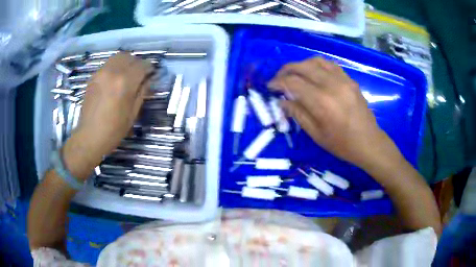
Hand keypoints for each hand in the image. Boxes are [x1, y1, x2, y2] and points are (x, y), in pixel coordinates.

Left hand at [62, 53, 152, 178]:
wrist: (89, 136)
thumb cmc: (113, 130)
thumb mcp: (133, 113)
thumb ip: (142, 92)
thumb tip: (148, 79)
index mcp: (125, 83)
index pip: (142, 65)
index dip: (149, 68)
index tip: (151, 74)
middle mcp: (113, 72)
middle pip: (130, 57)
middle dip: (138, 63)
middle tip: (140, 74)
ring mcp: (101, 73)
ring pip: (118, 57)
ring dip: (126, 62)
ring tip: (127, 74)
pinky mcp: (94, 76)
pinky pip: (108, 64)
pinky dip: (115, 66)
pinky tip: (115, 79)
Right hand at [268, 57, 395, 168]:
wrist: (368, 142)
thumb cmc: (341, 144)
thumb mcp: (316, 134)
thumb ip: (298, 114)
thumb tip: (282, 101)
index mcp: (322, 102)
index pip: (293, 83)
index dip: (278, 82)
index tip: (270, 86)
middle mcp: (332, 85)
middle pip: (303, 66)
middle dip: (286, 70)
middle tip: (279, 78)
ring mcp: (343, 80)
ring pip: (316, 61)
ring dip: (301, 64)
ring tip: (295, 74)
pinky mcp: (350, 80)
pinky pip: (330, 65)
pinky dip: (317, 65)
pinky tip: (313, 73)